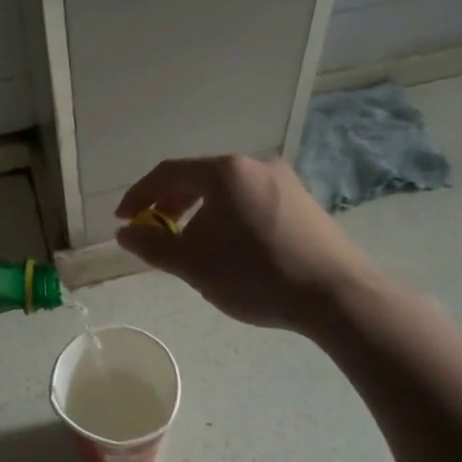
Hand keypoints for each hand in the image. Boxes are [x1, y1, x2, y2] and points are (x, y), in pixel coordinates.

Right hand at [114, 155, 381, 337]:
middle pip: (198, 177)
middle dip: (169, 204)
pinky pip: (250, 199)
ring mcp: (283, 180)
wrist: (338, 296)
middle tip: (154, 231)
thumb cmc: (256, 275)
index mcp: (224, 172)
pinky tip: (230, 246)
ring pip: (225, 189)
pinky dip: (227, 215)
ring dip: (198, 212)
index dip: (139, 195)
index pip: (168, 173)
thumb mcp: (194, 264)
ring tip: (190, 244)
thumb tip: (125, 232)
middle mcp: (253, 165)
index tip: (123, 220)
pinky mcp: (302, 201)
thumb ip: (153, 245)